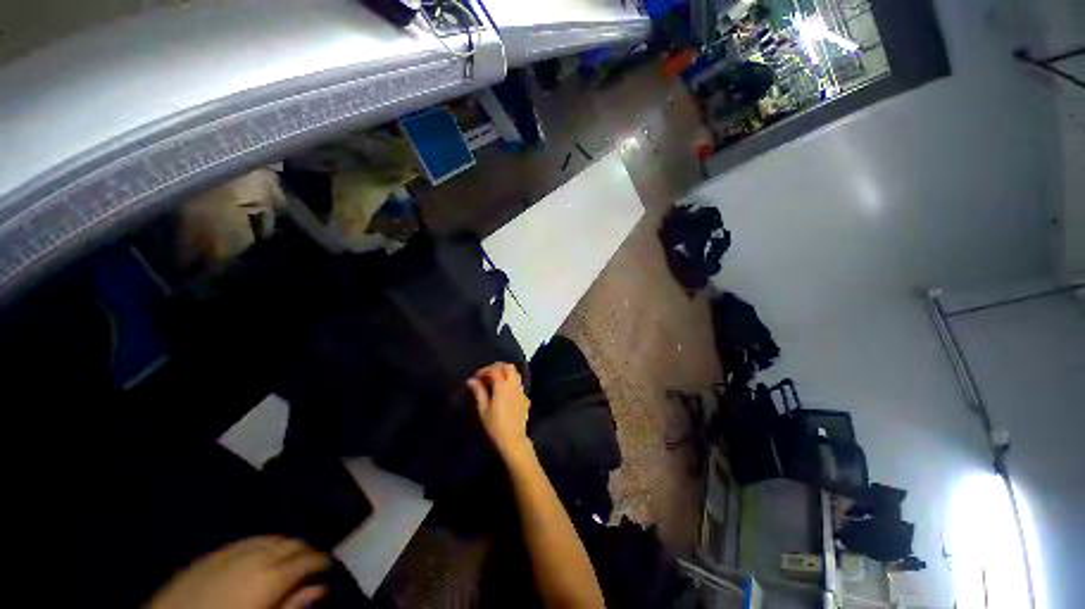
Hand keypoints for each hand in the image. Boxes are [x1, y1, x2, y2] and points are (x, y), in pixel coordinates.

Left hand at [146, 536, 329, 608]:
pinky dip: (263, 543)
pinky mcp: (215, 553)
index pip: (309, 558)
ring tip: (289, 560)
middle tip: (311, 566)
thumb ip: (292, 606)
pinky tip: (261, 554)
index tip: (329, 569)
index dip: (323, 562)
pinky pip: (249, 540)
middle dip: (307, 552)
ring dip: (286, 546)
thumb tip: (320, 589)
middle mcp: (257, 556)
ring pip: (273, 537)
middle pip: (294, 543)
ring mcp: (234, 551)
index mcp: (271, 577)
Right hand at [467, 363, 531, 459]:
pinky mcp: (525, 398)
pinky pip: (519, 384)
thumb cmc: (495, 425)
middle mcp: (514, 385)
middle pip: (508, 367)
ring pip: (516, 373)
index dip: (484, 371)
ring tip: (495, 380)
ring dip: (505, 372)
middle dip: (497, 367)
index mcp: (503, 386)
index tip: (476, 377)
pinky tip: (504, 391)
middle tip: (487, 374)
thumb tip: (471, 381)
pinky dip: (511, 382)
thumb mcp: (483, 409)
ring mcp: (521, 391)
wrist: (513, 439)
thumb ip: (478, 392)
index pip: (494, 370)